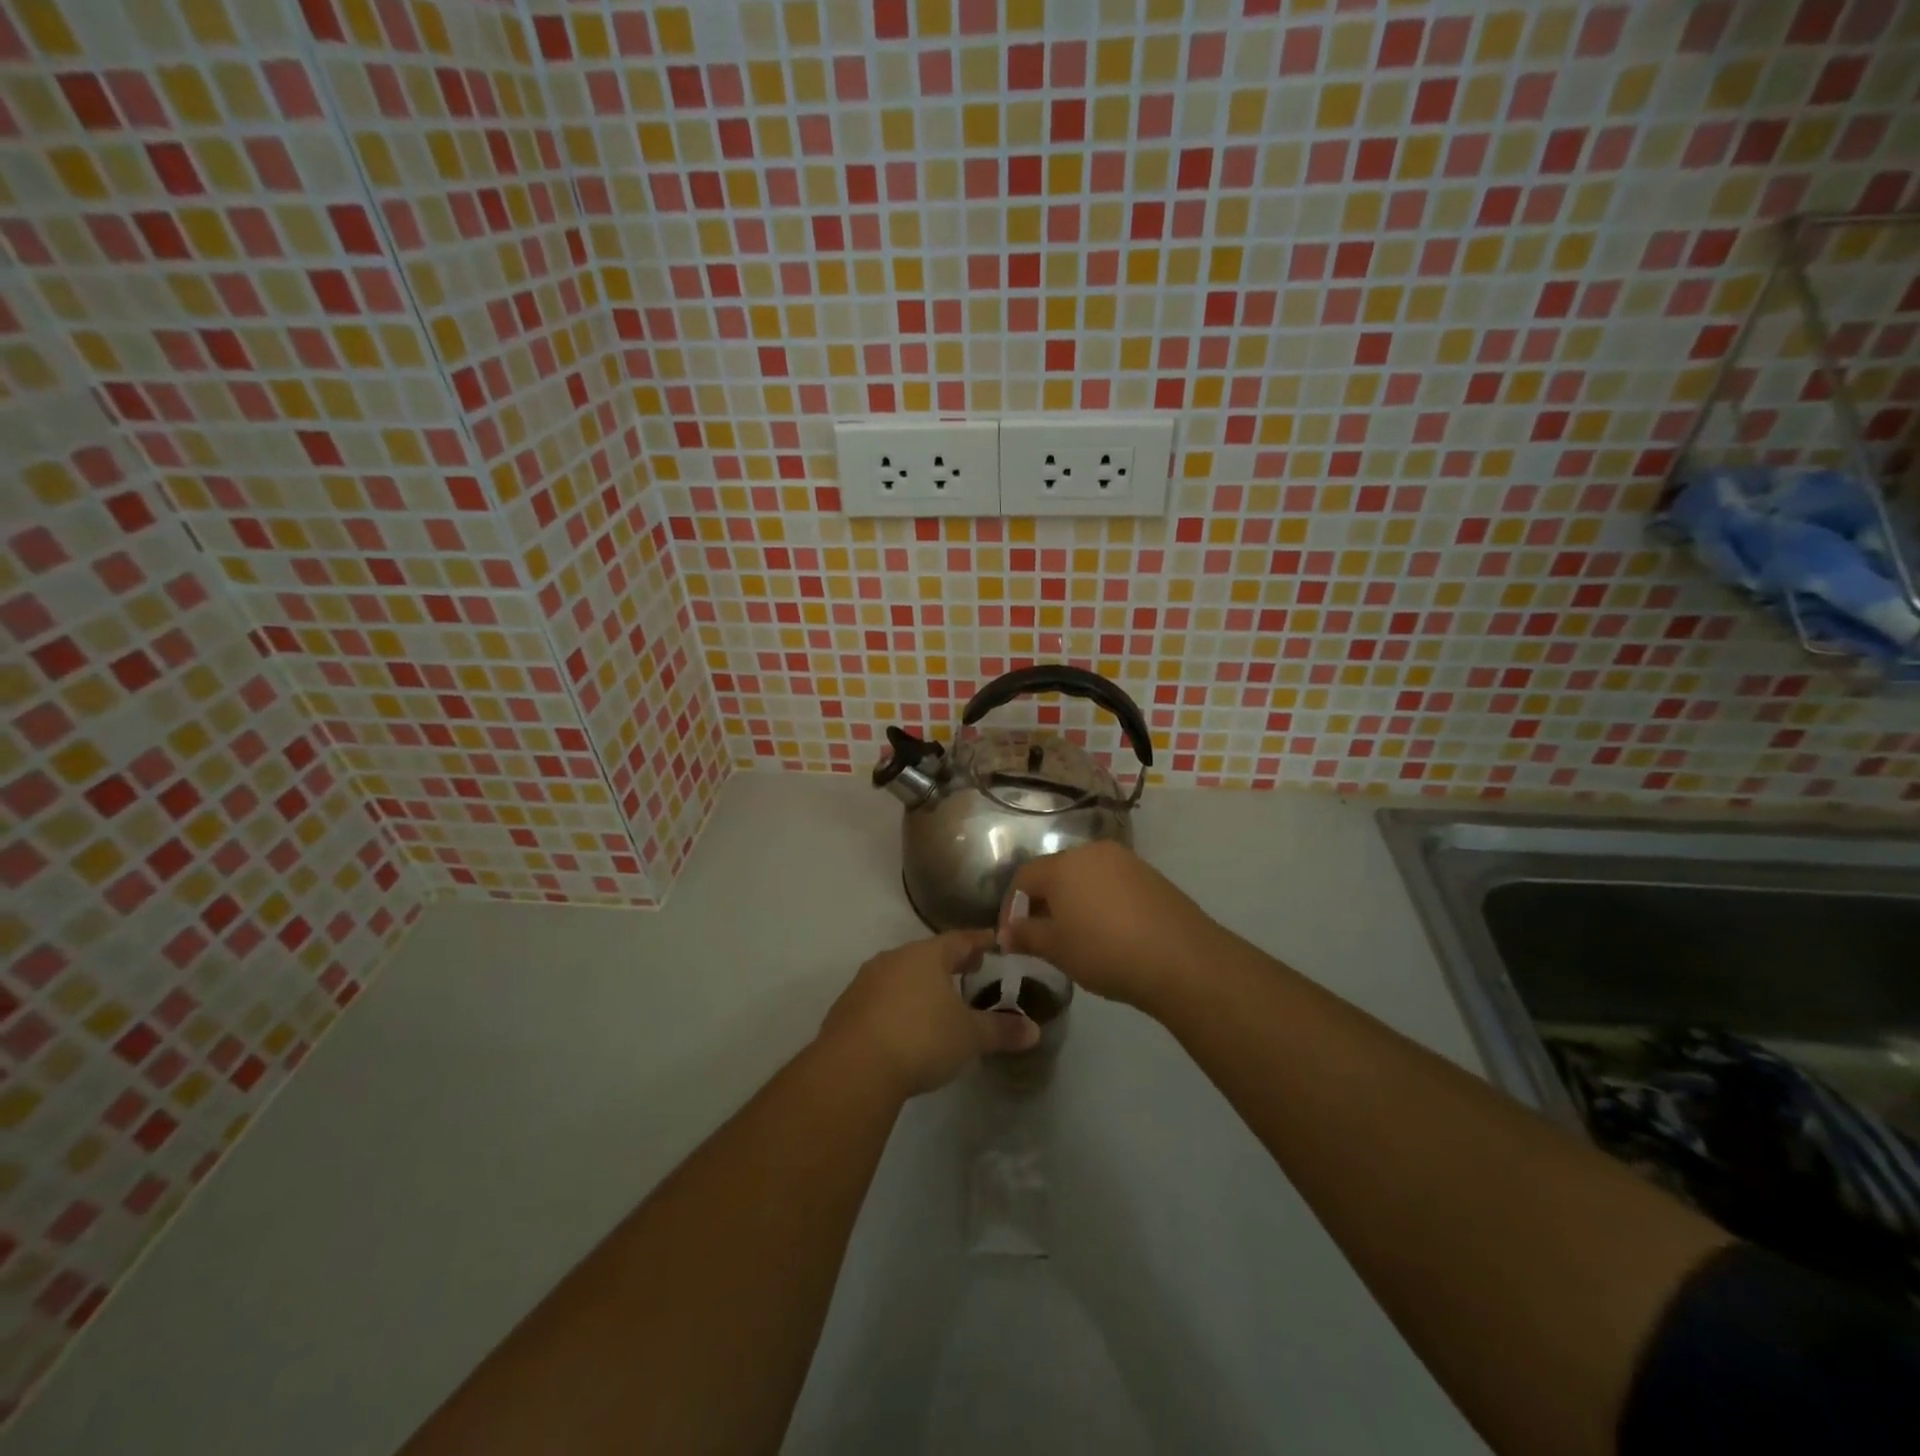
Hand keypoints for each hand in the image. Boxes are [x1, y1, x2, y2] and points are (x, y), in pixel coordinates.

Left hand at [818, 930, 1039, 1098]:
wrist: (853, 1067)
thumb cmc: (921, 1039)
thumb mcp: (969, 1037)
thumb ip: (1001, 1031)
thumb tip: (1034, 1030)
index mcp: (927, 955)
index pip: (960, 939)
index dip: (979, 941)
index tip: (994, 941)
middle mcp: (894, 959)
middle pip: (928, 954)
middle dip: (950, 962)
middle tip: (970, 969)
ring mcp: (866, 982)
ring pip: (900, 974)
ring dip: (920, 983)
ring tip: (937, 1000)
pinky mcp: (846, 1008)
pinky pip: (879, 998)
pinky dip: (896, 1004)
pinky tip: (904, 1026)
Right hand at [999, 841, 1232, 1011]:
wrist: (1181, 959)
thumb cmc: (1105, 951)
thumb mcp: (1057, 949)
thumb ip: (1026, 936)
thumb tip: (1006, 934)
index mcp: (1062, 865)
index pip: (1024, 877)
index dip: (1012, 906)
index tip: (1013, 936)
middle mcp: (1092, 852)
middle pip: (1056, 872)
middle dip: (1044, 903)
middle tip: (1042, 936)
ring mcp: (1126, 861)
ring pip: (1086, 877)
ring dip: (1074, 901)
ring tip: (1076, 936)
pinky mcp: (1151, 875)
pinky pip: (1113, 884)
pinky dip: (1101, 902)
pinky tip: (1109, 932)